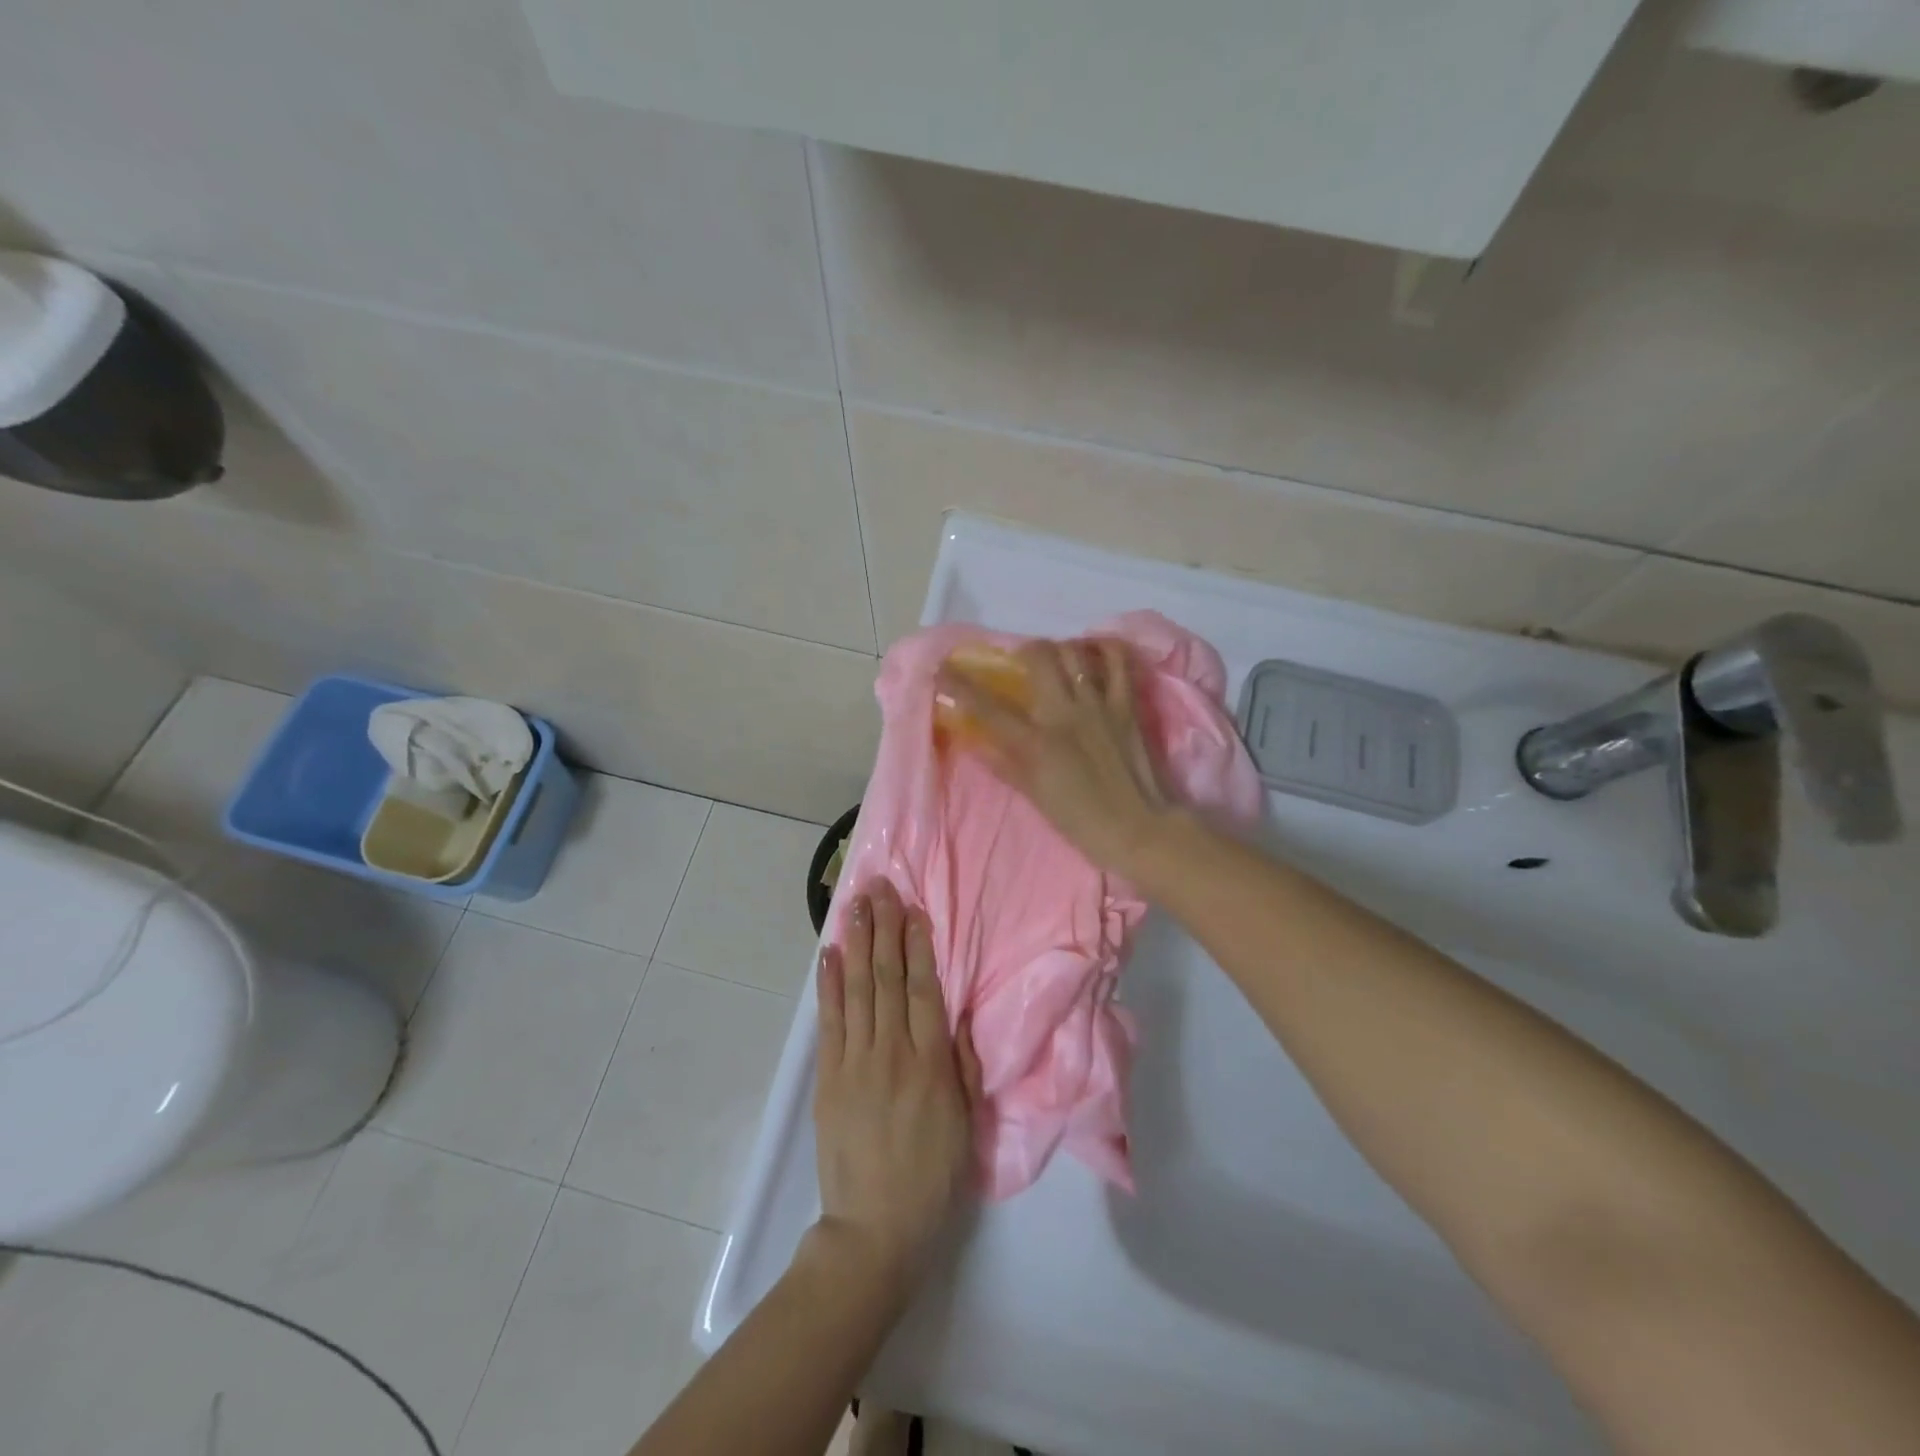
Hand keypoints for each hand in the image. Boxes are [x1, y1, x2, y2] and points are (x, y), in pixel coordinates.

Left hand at [813, 879, 979, 1287]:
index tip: (914, 909)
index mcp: (931, 1063)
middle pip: (887, 978)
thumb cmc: (932, 1176)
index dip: (918, 945)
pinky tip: (828, 955)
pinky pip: (829, 1022)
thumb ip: (963, 1064)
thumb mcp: (967, 1123)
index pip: (923, 989)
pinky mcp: (828, 1078)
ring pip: (857, 990)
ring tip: (855, 905)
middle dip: (884, 929)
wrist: (874, 1229)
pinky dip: (828, 985)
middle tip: (880, 888)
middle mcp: (892, 1052)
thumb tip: (959, 1013)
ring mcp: (855, 1062)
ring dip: (856, 943)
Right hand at [936, 638, 1169, 876]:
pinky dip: (1104, 649)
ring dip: (1060, 648)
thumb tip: (975, 741)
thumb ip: (1004, 764)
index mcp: (1036, 743)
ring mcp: (1099, 705)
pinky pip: (1118, 662)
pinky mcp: (1127, 705)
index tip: (943, 669)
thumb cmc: (1081, 821)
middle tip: (1021, 662)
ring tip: (1058, 658)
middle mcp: (1064, 714)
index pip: (988, 707)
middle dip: (1024, 651)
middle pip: (1039, 657)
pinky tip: (1094, 652)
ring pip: (1075, 652)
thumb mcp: (1035, 797)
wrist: (1138, 829)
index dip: (960, 685)